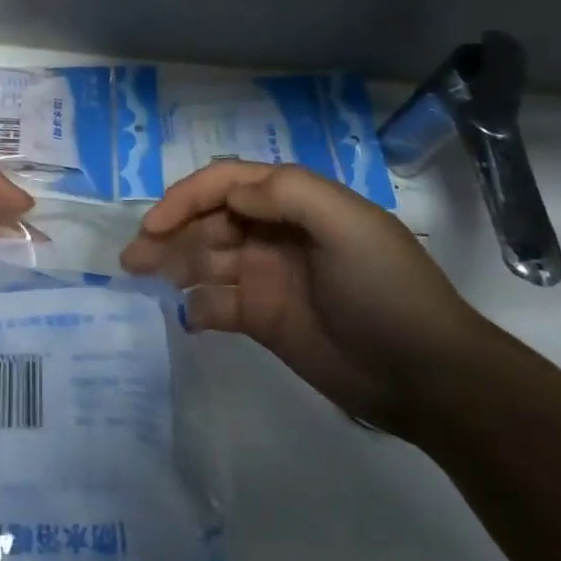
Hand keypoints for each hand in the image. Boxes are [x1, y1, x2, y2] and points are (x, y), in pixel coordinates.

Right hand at [120, 161, 486, 433]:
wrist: (427, 376)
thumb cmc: (385, 288)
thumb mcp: (347, 224)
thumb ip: (287, 194)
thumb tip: (229, 193)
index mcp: (294, 203)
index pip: (227, 184)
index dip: (186, 197)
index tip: (156, 224)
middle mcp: (273, 233)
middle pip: (208, 220)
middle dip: (169, 232)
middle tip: (133, 257)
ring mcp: (265, 276)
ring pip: (204, 259)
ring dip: (171, 264)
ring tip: (139, 277)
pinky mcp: (263, 319)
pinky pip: (216, 304)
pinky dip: (196, 306)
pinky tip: (187, 316)